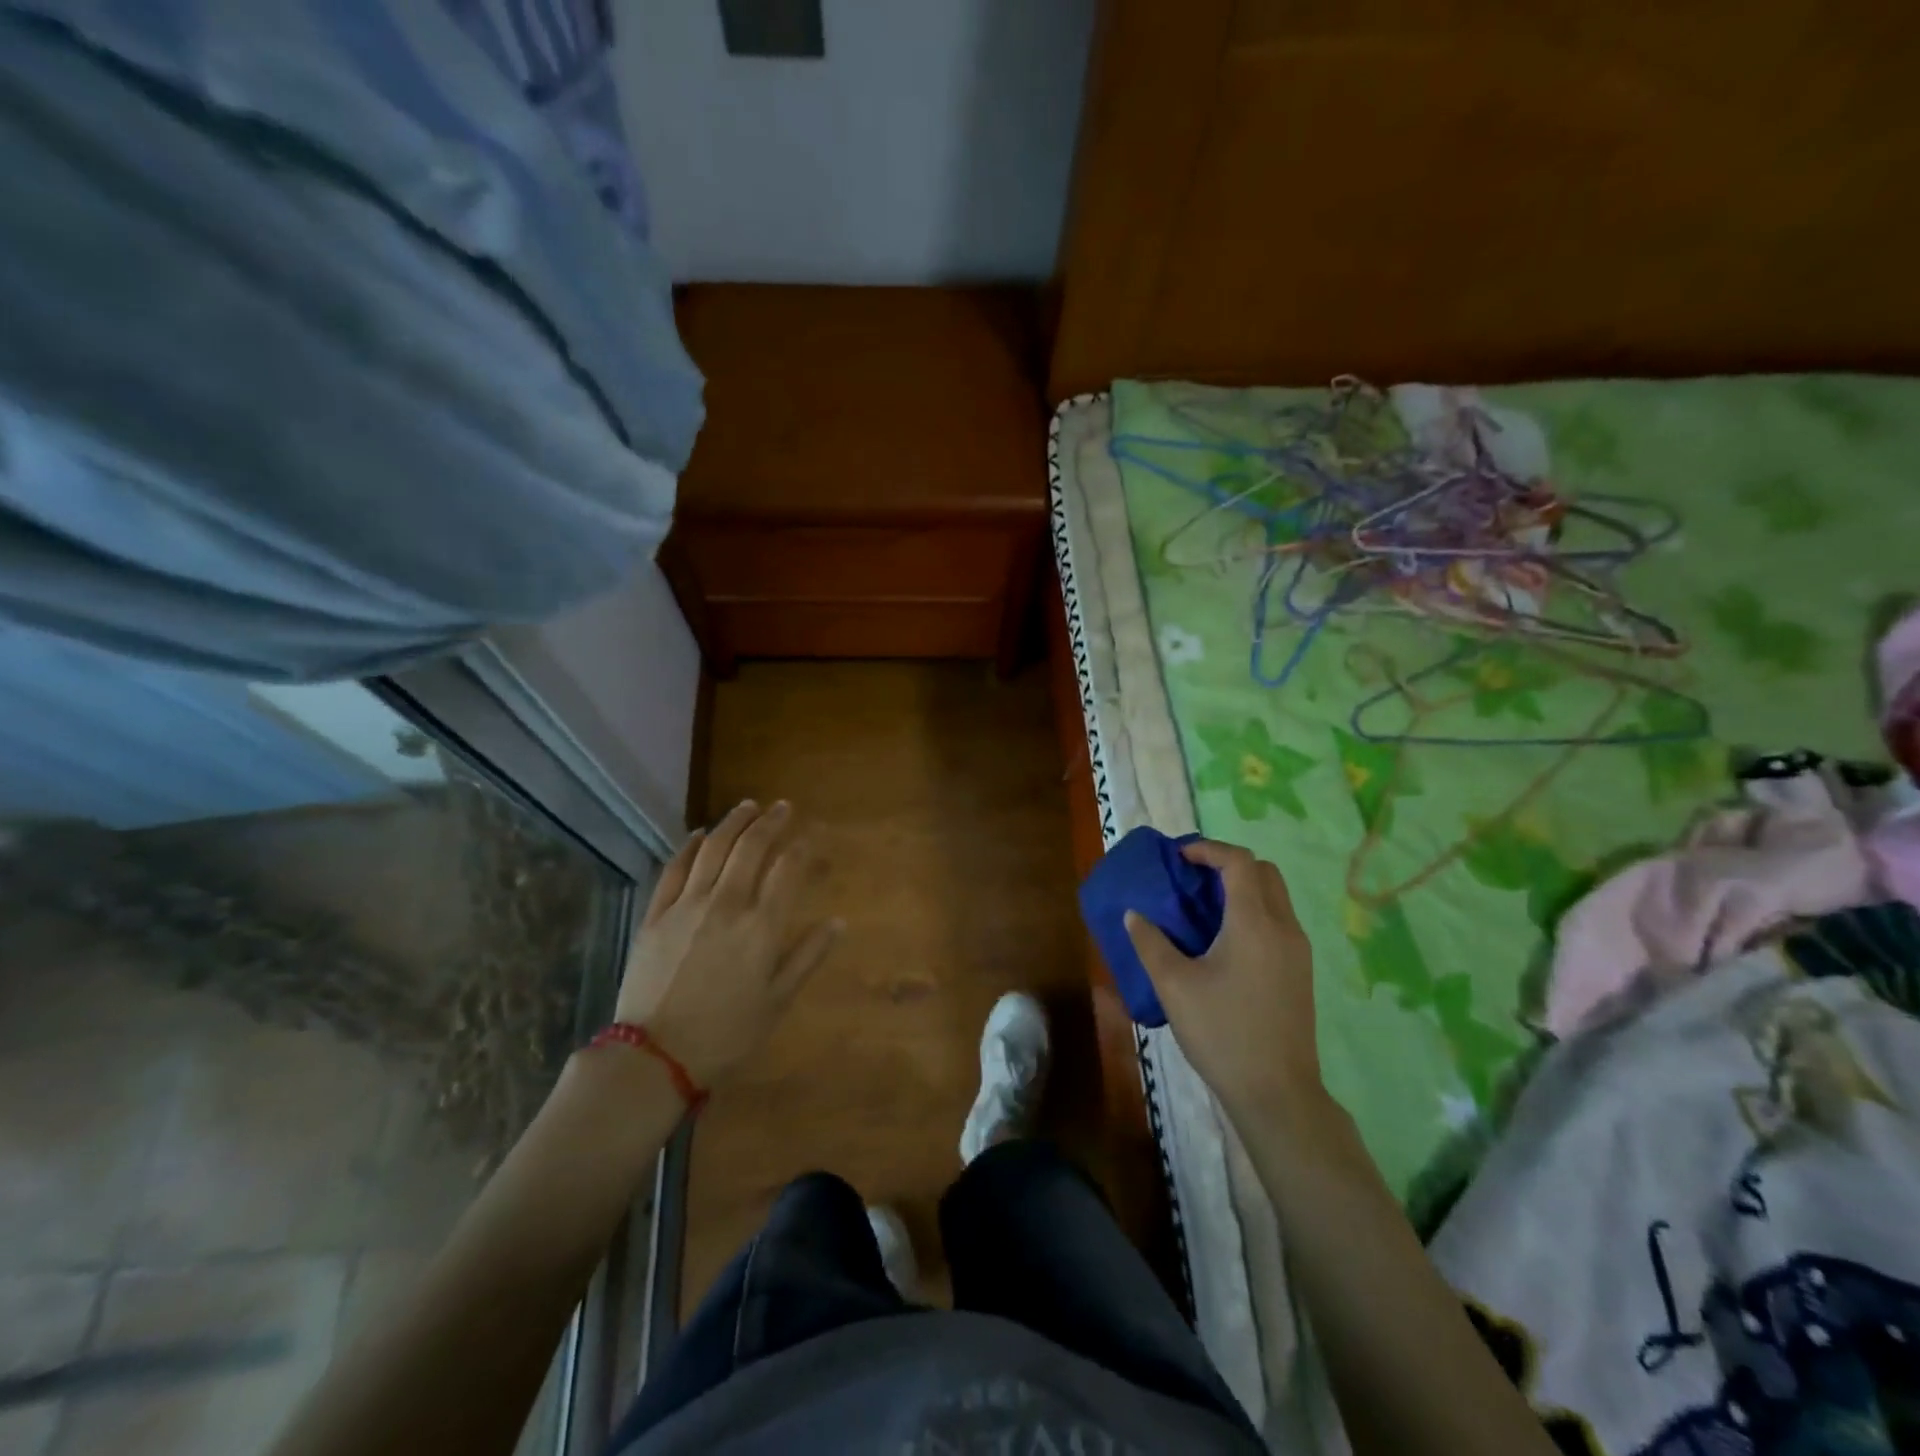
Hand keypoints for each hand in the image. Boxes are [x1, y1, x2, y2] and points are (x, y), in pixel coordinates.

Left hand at [614, 800, 840, 1089]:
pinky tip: (699, 834)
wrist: (655, 1057)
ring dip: (733, 823)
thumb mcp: (778, 1002)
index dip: (804, 844)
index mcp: (762, 927)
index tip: (814, 830)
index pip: (788, 869)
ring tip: (748, 806)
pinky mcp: (656, 915)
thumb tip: (839, 921)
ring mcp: (687, 906)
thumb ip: (808, 956)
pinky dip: (689, 846)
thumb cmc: (726, 1034)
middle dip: (771, 822)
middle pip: (751, 848)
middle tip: (783, 807)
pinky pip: (674, 869)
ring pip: (713, 849)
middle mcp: (727, 905)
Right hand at [1125, 838, 1322, 1121]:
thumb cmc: (1222, 1033)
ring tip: (1204, 908)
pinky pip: (1279, 922)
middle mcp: (1284, 928)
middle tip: (1193, 878)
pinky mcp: (1301, 972)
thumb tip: (1134, 915)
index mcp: (1254, 923)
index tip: (1179, 858)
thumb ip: (1151, 942)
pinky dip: (1253, 912)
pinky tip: (1224, 942)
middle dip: (1228, 864)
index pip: (1239, 862)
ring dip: (1243, 888)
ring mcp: (1298, 951)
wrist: (1277, 1094)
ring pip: (1276, 897)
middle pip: (1264, 872)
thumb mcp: (1174, 986)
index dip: (1208, 850)